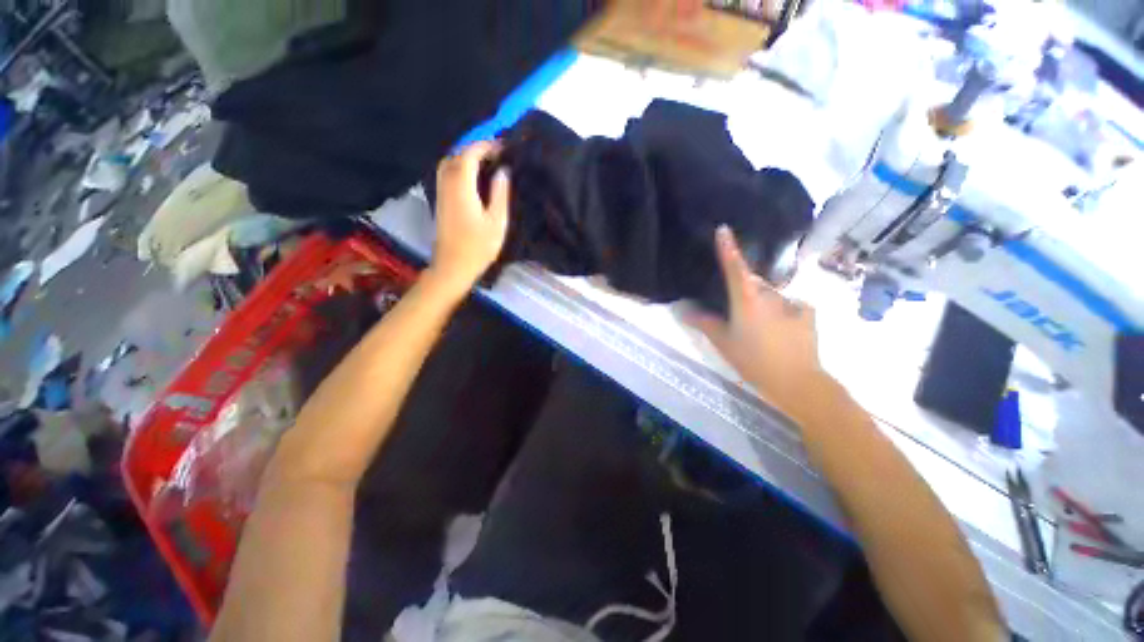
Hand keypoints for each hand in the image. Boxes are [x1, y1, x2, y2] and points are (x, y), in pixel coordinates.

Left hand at [430, 141, 510, 290]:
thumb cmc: (478, 246)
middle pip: (457, 155)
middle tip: (497, 155)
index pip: (471, 154)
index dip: (487, 146)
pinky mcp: (440, 200)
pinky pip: (447, 174)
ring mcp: (440, 192)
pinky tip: (473, 178)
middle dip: (476, 149)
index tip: (505, 148)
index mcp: (462, 186)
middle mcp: (447, 183)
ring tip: (487, 164)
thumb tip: (503, 170)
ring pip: (449, 163)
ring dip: (466, 158)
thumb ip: (499, 193)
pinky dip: (460, 168)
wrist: (453, 265)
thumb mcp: (497, 221)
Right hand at [686, 226, 827, 419]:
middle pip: (752, 283)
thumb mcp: (723, 342)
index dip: (728, 247)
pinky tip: (781, 330)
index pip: (734, 267)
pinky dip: (782, 312)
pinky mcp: (807, 313)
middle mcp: (770, 295)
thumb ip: (703, 323)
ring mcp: (791, 302)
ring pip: (770, 296)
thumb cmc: (753, 360)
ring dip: (762, 304)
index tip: (723, 229)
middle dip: (744, 291)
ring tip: (758, 328)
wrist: (796, 381)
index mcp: (746, 299)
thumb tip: (682, 310)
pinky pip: (789, 306)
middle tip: (737, 314)